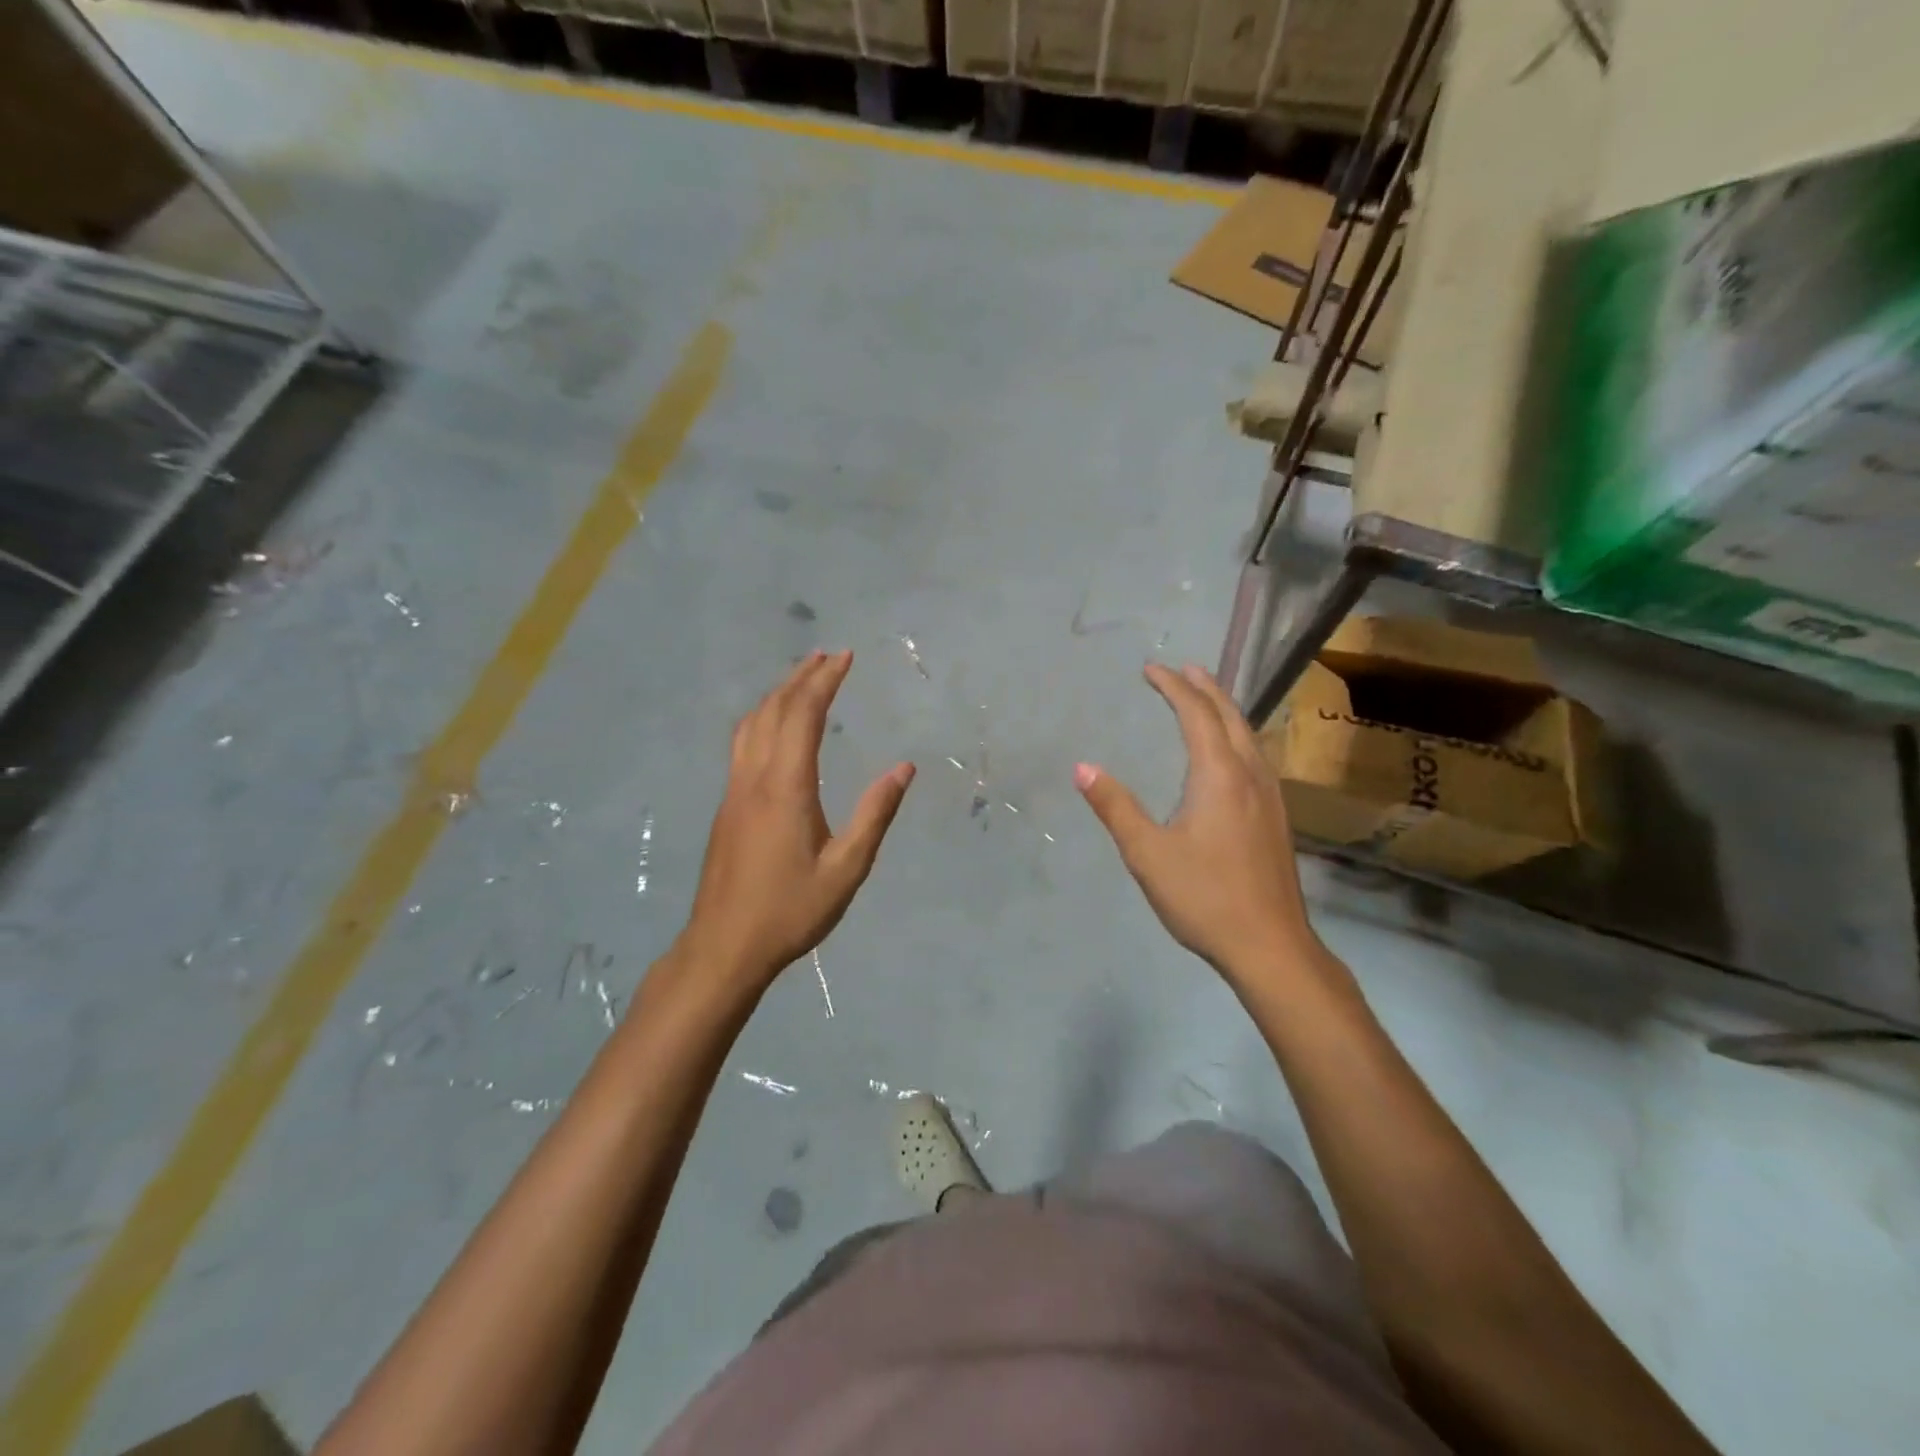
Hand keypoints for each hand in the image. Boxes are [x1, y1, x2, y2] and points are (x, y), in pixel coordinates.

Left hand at [676, 651, 913, 994]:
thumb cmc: (790, 910)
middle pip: (773, 710)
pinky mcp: (727, 806)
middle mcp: (754, 778)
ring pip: (751, 724)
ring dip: (777, 694)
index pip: (803, 715)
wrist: (724, 946)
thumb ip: (875, 815)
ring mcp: (734, 790)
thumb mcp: (846, 869)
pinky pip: (743, 743)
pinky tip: (776, 726)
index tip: (845, 657)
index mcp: (785, 787)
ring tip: (802, 678)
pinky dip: (763, 717)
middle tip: (828, 655)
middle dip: (801, 677)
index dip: (824, 681)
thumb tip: (904, 768)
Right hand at [1076, 663, 1318, 990]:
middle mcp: (1250, 775)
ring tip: (1207, 698)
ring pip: (1249, 736)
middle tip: (1184, 668)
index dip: (1173, 687)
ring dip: (1225, 710)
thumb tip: (1082, 768)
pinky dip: (1237, 735)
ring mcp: (1270, 796)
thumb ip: (1115, 806)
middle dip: (1206, 688)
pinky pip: (1256, 756)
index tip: (1151, 669)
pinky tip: (1232, 754)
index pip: (1196, 714)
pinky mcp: (1276, 818)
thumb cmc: (1204, 897)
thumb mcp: (1147, 853)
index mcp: (1219, 775)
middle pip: (1230, 716)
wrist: (1270, 945)